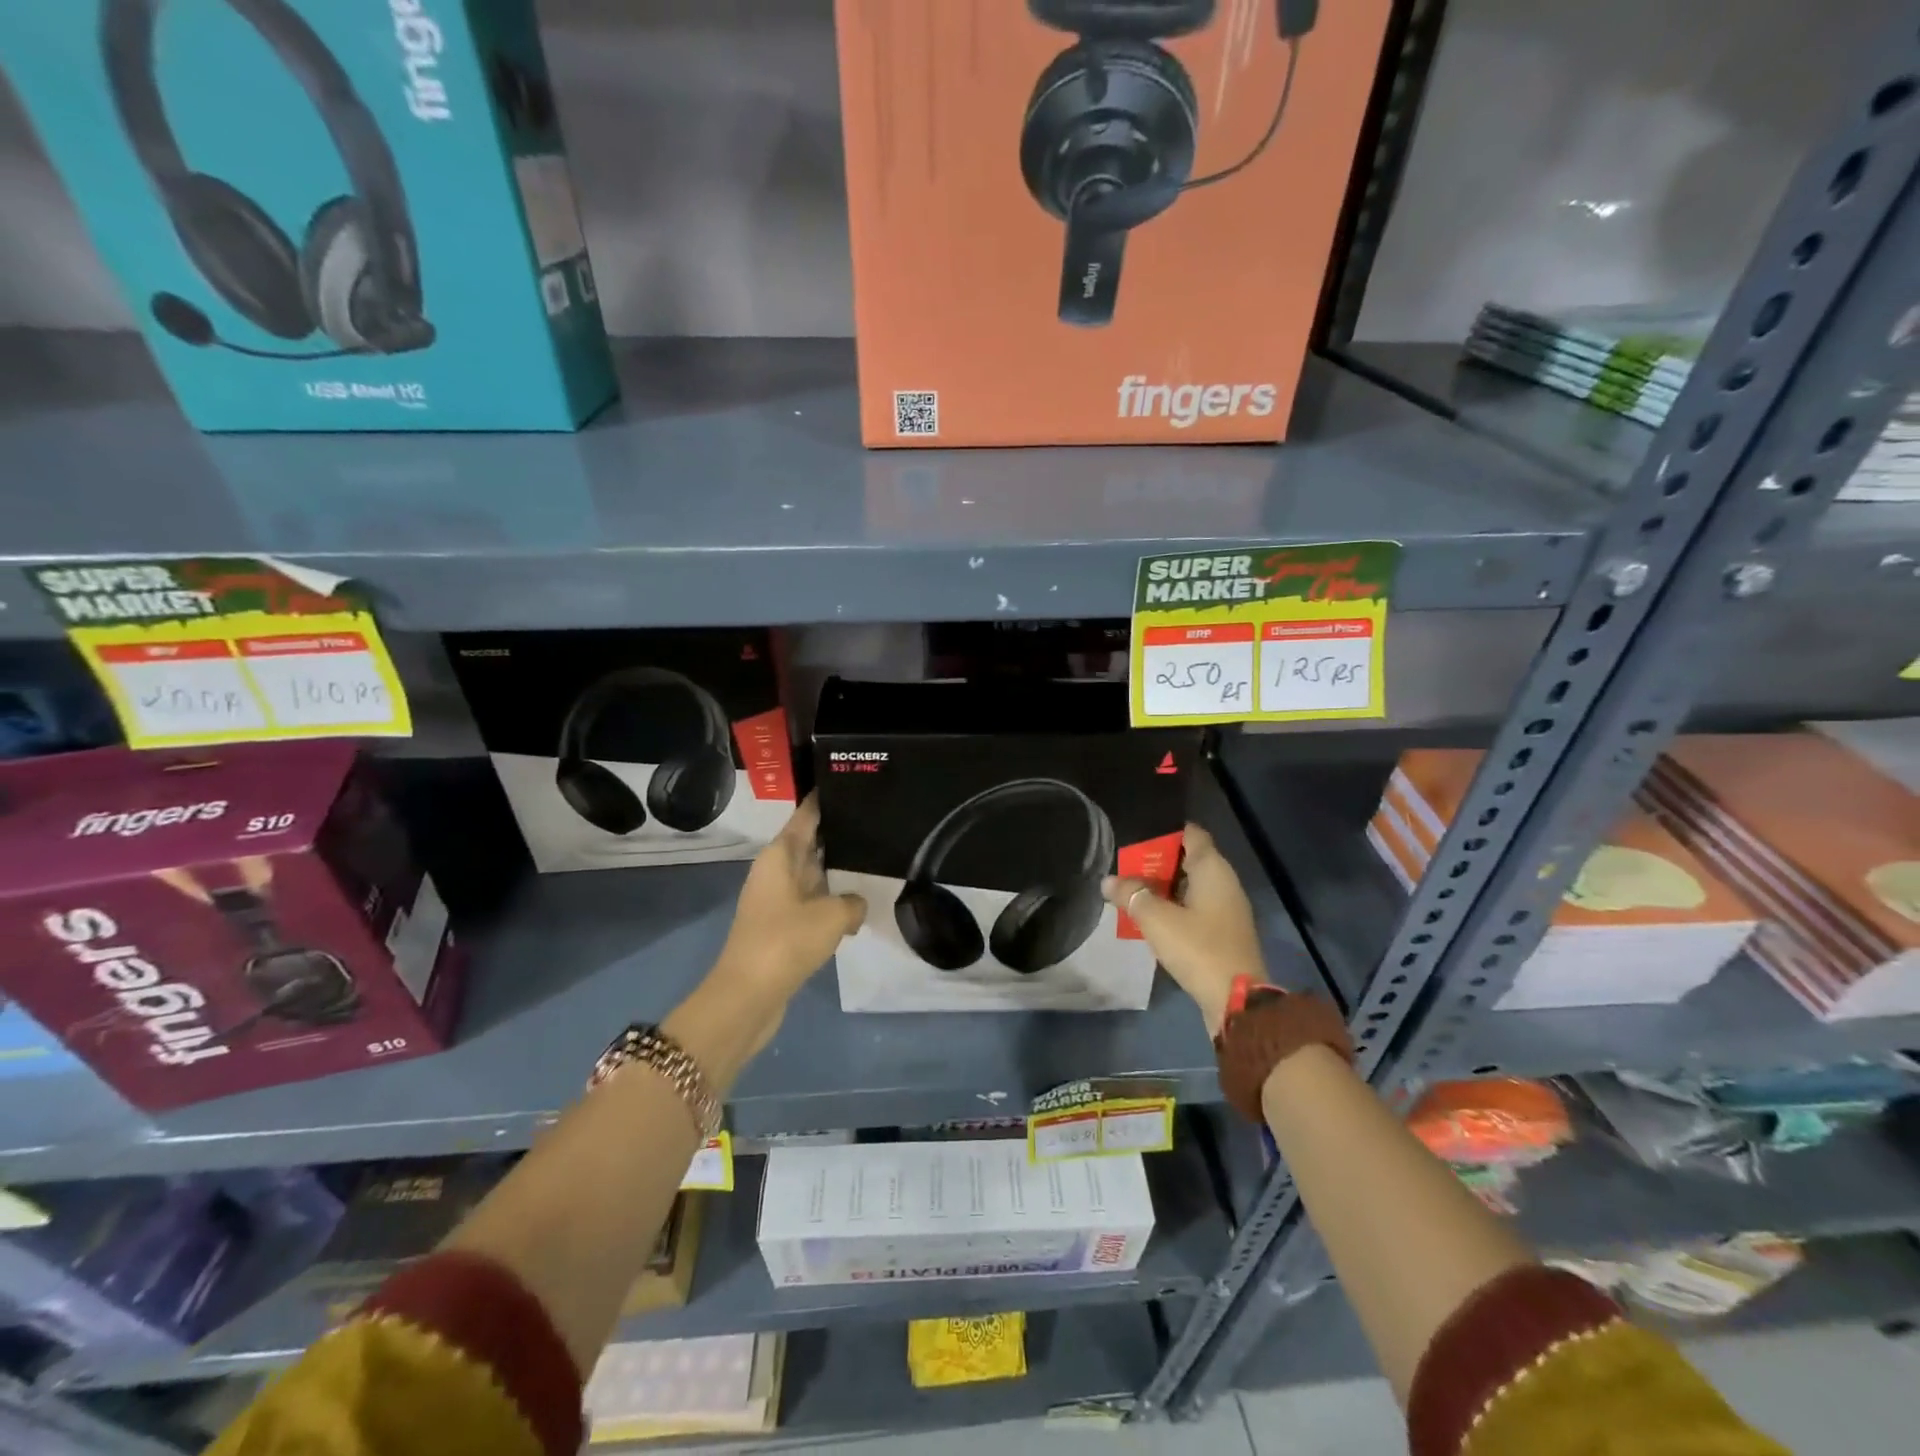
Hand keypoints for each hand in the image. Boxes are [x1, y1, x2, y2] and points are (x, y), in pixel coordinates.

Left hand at [712, 794, 866, 1007]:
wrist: (747, 997)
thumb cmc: (786, 942)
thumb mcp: (831, 916)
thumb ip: (852, 903)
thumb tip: (856, 905)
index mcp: (780, 856)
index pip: (806, 816)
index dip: (825, 799)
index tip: (850, 783)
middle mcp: (775, 872)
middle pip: (810, 842)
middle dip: (838, 833)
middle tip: (876, 820)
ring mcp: (777, 901)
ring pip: (813, 874)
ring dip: (837, 870)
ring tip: (875, 858)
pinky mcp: (781, 928)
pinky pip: (812, 902)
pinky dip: (832, 901)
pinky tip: (858, 904)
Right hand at [1103, 824, 1264, 1036]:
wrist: (1237, 1001)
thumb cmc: (1198, 948)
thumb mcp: (1156, 919)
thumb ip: (1131, 894)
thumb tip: (1108, 881)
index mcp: (1213, 870)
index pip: (1191, 834)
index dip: (1165, 831)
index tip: (1138, 835)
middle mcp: (1224, 883)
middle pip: (1188, 860)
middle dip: (1157, 862)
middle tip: (1125, 866)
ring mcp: (1227, 910)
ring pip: (1190, 886)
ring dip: (1163, 888)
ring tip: (1131, 891)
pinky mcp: (1224, 933)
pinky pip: (1195, 909)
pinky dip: (1174, 908)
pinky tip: (1151, 918)